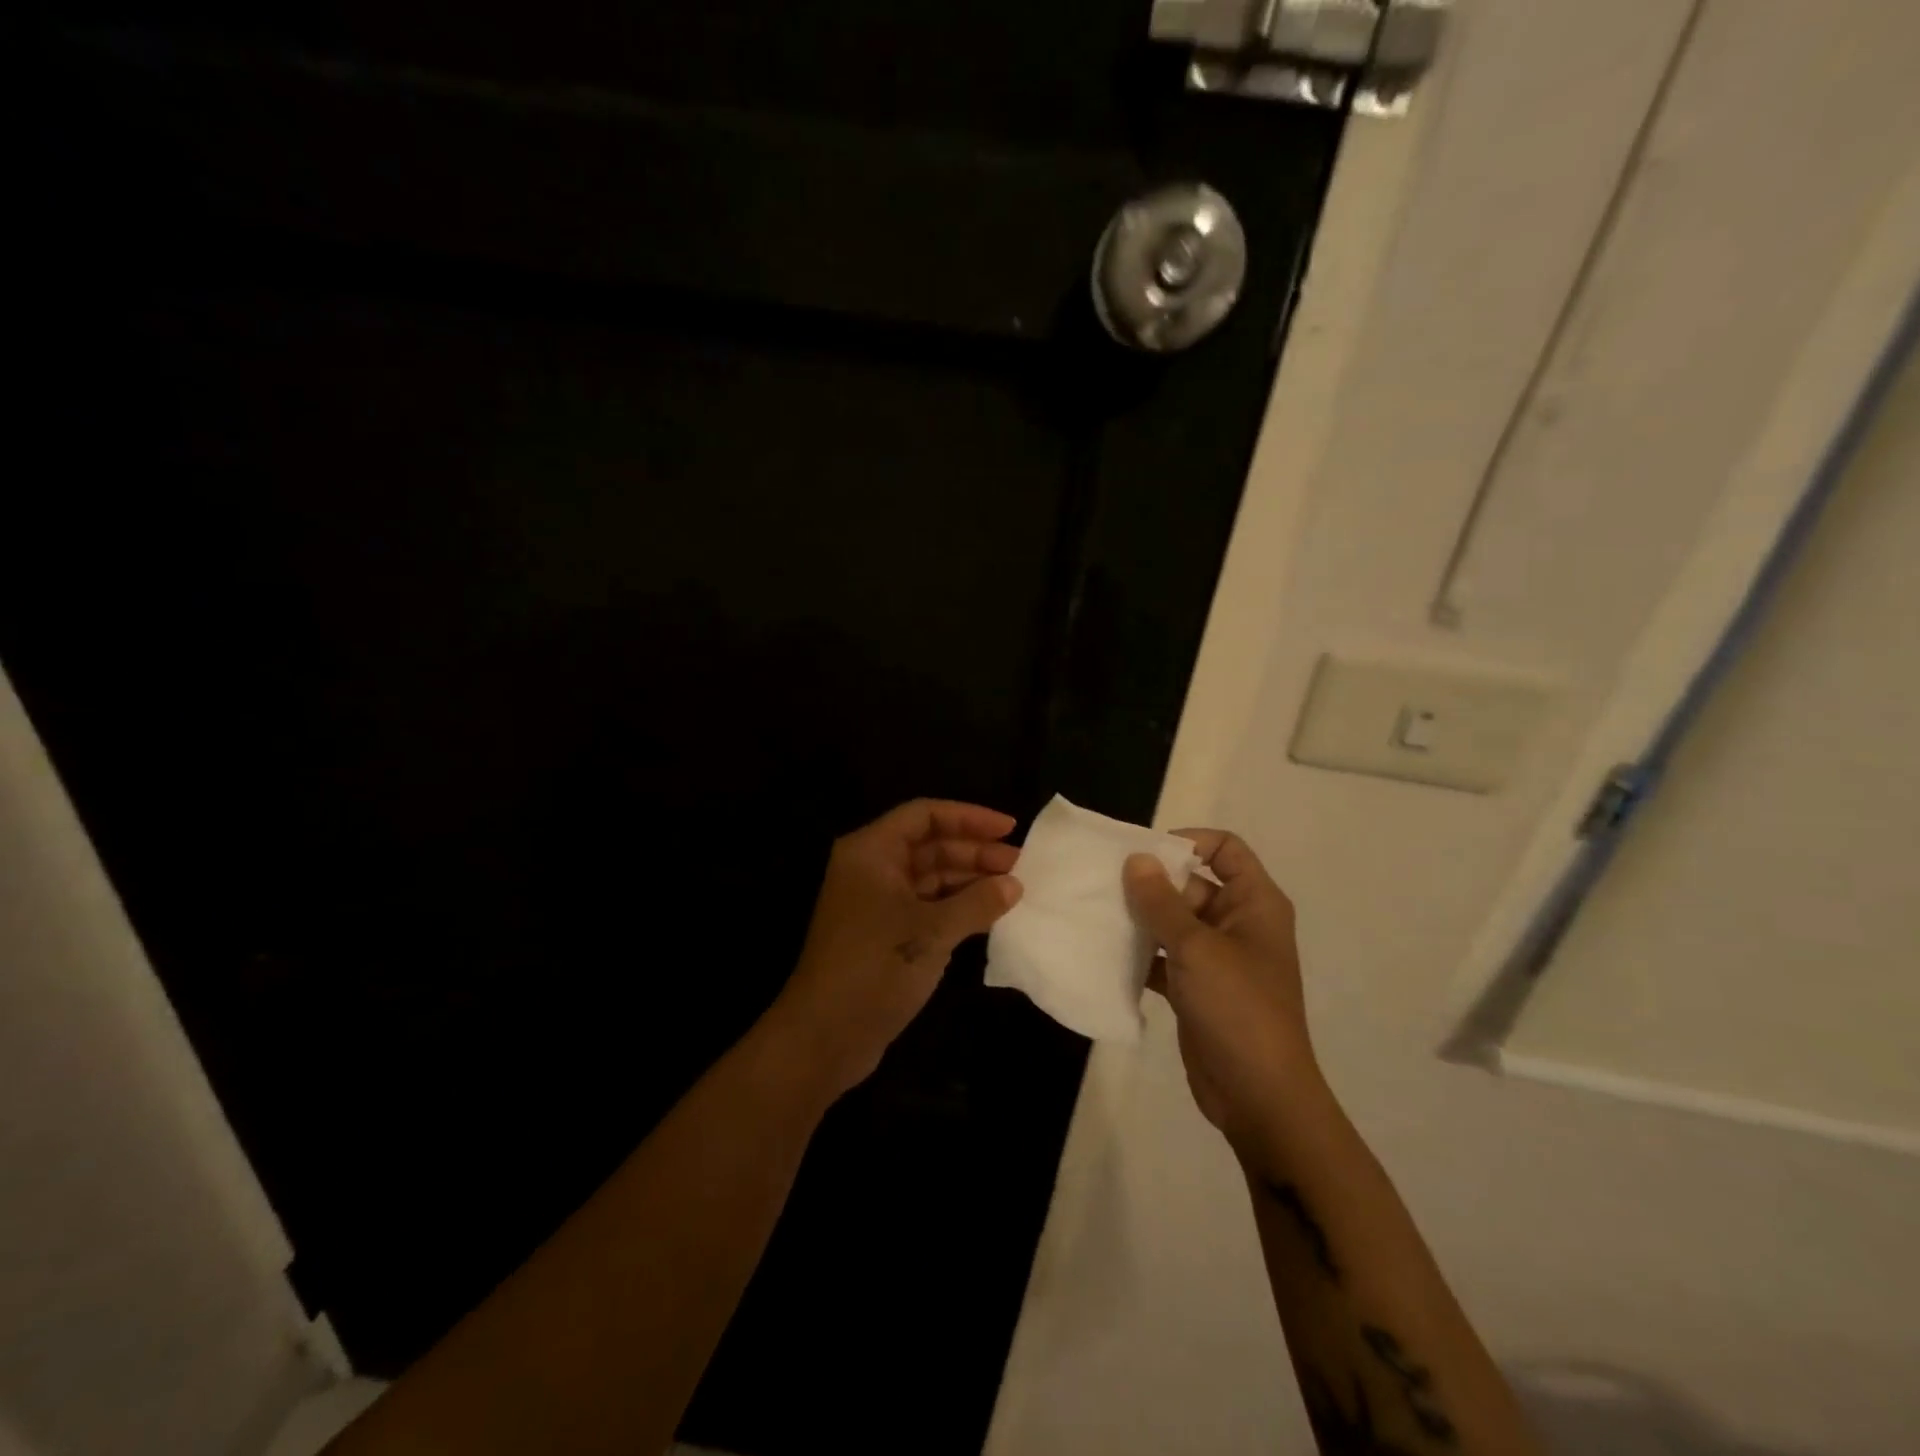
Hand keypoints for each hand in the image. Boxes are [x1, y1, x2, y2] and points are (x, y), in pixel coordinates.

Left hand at [767, 799, 1022, 1099]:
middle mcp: (872, 869)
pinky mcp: (885, 933)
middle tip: (1022, 865)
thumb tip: (1014, 884)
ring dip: (969, 880)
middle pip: (930, 845)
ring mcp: (877, 902)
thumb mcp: (932, 931)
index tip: (1010, 828)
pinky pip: (927, 906)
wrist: (825, 1036)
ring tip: (1014, 890)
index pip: (925, 815)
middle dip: (975, 852)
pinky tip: (990, 914)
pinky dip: (957, 906)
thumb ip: (977, 902)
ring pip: (931, 877)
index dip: (969, 817)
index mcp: (872, 851)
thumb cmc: (875, 967)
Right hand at [1123, 831, 1317, 1151]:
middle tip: (1103, 885)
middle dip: (1151, 883)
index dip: (1187, 841)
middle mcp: (1238, 923)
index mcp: (1254, 903)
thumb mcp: (1196, 948)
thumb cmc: (1237, 1009)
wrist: (1259, 1097)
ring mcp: (1217, 958)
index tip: (1143, 853)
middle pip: (1192, 883)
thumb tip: (1135, 858)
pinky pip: (1164, 957)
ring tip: (1096, 915)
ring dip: (1141, 919)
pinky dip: (1141, 954)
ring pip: (1174, 922)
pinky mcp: (1197, 988)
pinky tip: (1106, 954)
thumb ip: (1161, 901)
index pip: (1225, 848)